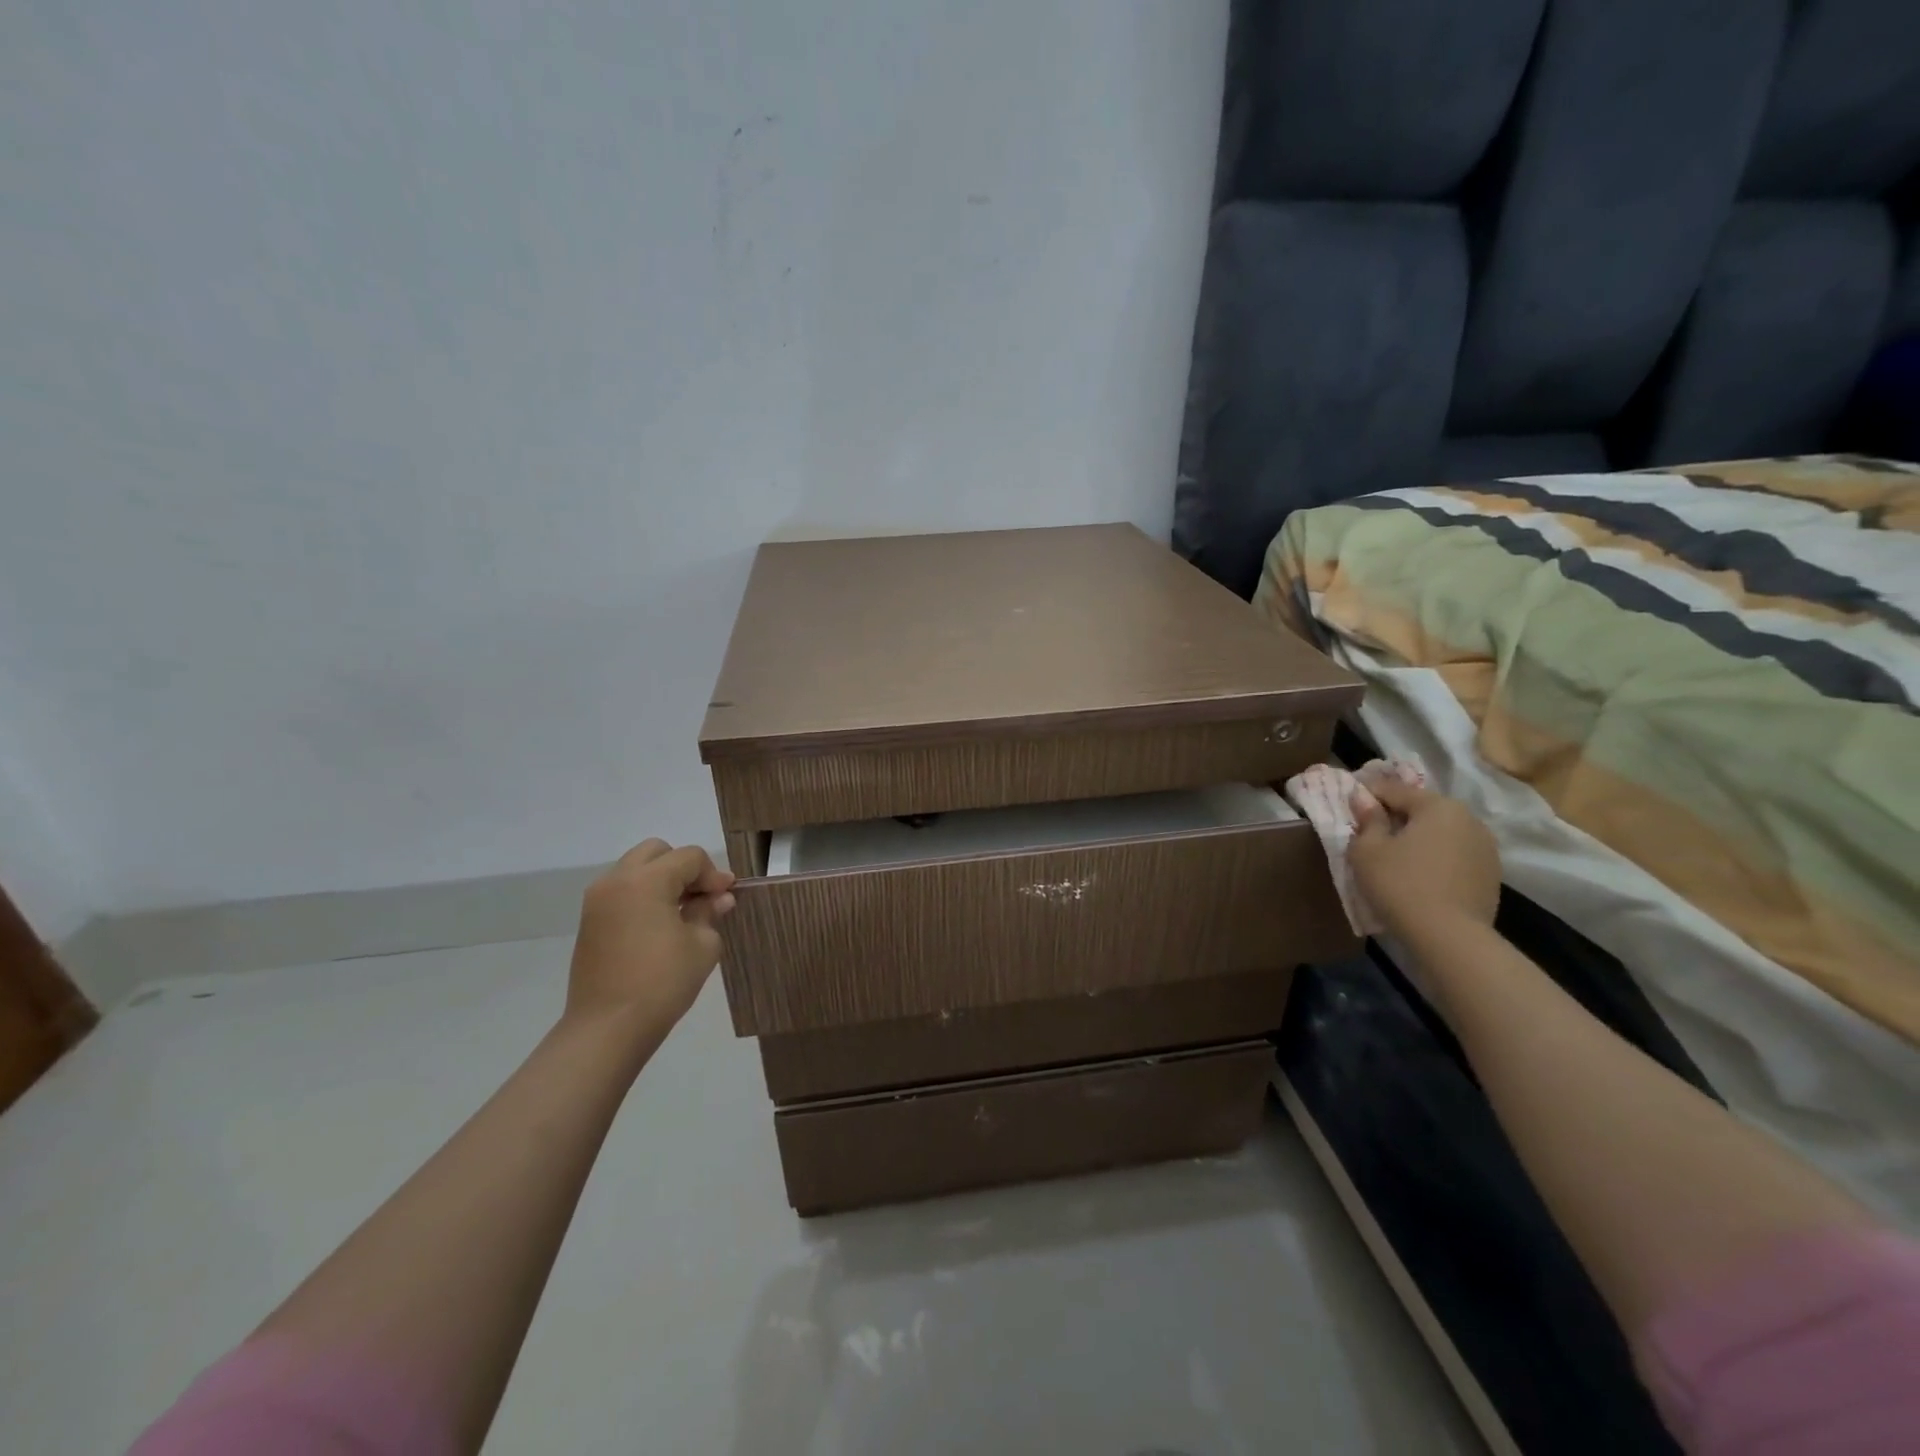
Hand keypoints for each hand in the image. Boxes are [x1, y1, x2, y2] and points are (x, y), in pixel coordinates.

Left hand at [566, 840, 736, 1033]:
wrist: (607, 1029)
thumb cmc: (662, 983)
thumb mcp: (702, 945)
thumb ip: (709, 912)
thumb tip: (719, 898)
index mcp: (645, 881)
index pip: (688, 858)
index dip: (713, 874)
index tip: (727, 896)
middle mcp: (616, 881)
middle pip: (656, 852)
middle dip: (683, 867)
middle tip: (703, 896)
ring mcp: (597, 901)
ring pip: (635, 869)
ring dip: (662, 880)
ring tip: (683, 910)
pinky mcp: (589, 922)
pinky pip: (621, 891)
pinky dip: (643, 896)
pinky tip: (661, 924)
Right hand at [1347, 779, 1500, 940]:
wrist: (1450, 938)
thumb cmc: (1400, 885)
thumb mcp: (1367, 850)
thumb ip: (1367, 819)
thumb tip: (1363, 799)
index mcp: (1438, 806)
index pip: (1395, 789)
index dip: (1368, 794)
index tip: (1349, 803)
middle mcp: (1468, 819)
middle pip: (1422, 810)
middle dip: (1396, 816)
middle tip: (1370, 832)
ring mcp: (1485, 848)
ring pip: (1441, 833)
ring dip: (1418, 838)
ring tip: (1395, 857)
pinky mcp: (1491, 875)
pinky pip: (1454, 856)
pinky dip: (1435, 859)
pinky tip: (1419, 876)